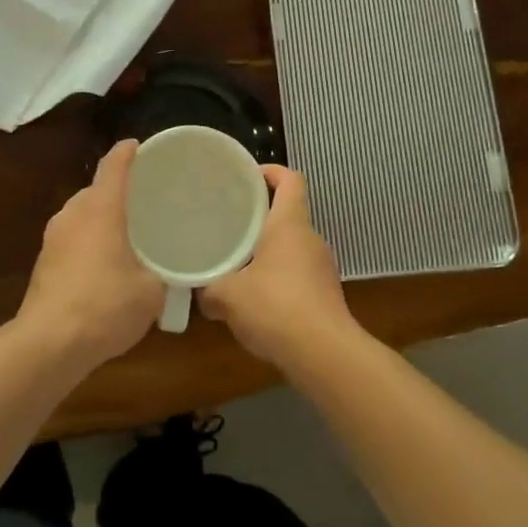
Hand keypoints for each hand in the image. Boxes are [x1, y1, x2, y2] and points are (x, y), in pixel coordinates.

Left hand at [16, 140, 165, 369]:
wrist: (49, 343)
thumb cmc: (106, 306)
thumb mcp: (151, 291)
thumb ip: (162, 274)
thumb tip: (167, 274)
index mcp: (101, 209)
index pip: (113, 166)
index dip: (126, 152)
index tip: (138, 146)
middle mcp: (73, 214)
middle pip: (96, 190)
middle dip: (118, 192)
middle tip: (144, 203)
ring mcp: (53, 238)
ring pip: (82, 216)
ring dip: (101, 220)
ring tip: (126, 236)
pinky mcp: (43, 262)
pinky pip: (72, 239)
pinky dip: (88, 242)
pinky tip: (104, 266)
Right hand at [198, 165, 356, 367]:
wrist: (324, 354)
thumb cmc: (275, 307)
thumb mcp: (228, 296)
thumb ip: (210, 289)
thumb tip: (202, 293)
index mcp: (290, 224)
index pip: (290, 180)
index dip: (271, 172)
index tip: (247, 178)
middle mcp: (310, 239)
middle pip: (288, 214)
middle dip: (260, 219)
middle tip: (230, 226)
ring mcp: (323, 267)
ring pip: (292, 248)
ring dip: (268, 253)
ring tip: (238, 265)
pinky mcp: (326, 295)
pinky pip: (298, 276)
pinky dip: (279, 280)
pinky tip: (257, 302)